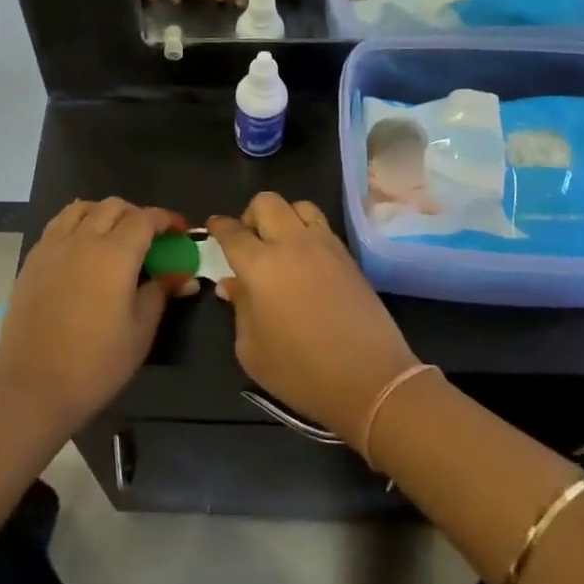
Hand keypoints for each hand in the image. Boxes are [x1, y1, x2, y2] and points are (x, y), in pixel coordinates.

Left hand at [0, 199, 197, 436]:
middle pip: (113, 206)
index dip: (166, 219)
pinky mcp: (33, 260)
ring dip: (104, 213)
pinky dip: (77, 223)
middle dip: (137, 214)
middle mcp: (83, 240)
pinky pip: (58, 224)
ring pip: (82, 208)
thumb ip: (161, 293)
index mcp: (115, 254)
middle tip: (150, 238)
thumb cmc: (96, 364)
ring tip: (114, 235)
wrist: (33, 388)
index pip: (145, 218)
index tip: (180, 231)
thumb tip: (184, 276)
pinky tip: (82, 246)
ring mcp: (53, 247)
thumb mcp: (140, 331)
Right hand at [206, 194, 417, 451]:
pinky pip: (322, 226)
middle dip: (250, 215)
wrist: (371, 380)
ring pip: (299, 206)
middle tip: (248, 242)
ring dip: (283, 217)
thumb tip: (232, 284)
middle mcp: (292, 244)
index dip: (218, 227)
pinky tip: (305, 261)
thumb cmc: (301, 372)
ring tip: (280, 246)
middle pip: (266, 202)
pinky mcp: (348, 256)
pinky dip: (306, 231)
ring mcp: (325, 246)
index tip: (212, 228)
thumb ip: (239, 308)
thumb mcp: (251, 350)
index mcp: (260, 265)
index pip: (232, 232)